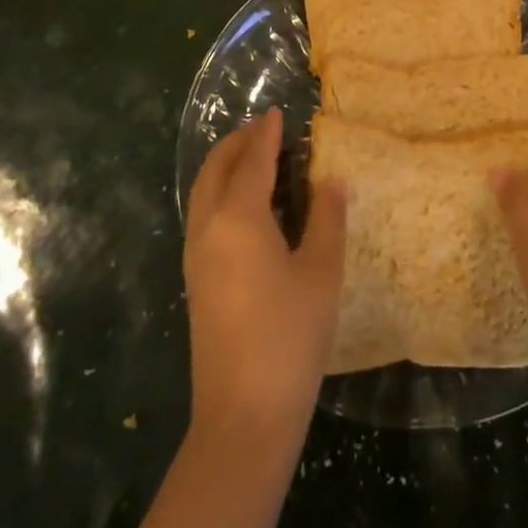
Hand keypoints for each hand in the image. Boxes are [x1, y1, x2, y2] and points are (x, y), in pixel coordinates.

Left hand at [184, 109, 346, 445]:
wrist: (243, 415)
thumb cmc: (290, 335)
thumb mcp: (321, 271)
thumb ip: (327, 218)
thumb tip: (332, 180)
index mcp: (239, 217)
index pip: (253, 160)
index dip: (267, 133)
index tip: (279, 113)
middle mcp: (208, 227)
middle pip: (216, 168)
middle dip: (238, 142)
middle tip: (264, 129)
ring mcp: (195, 255)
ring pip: (203, 192)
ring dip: (226, 166)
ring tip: (255, 158)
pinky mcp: (195, 280)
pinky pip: (203, 215)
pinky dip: (220, 192)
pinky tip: (246, 206)